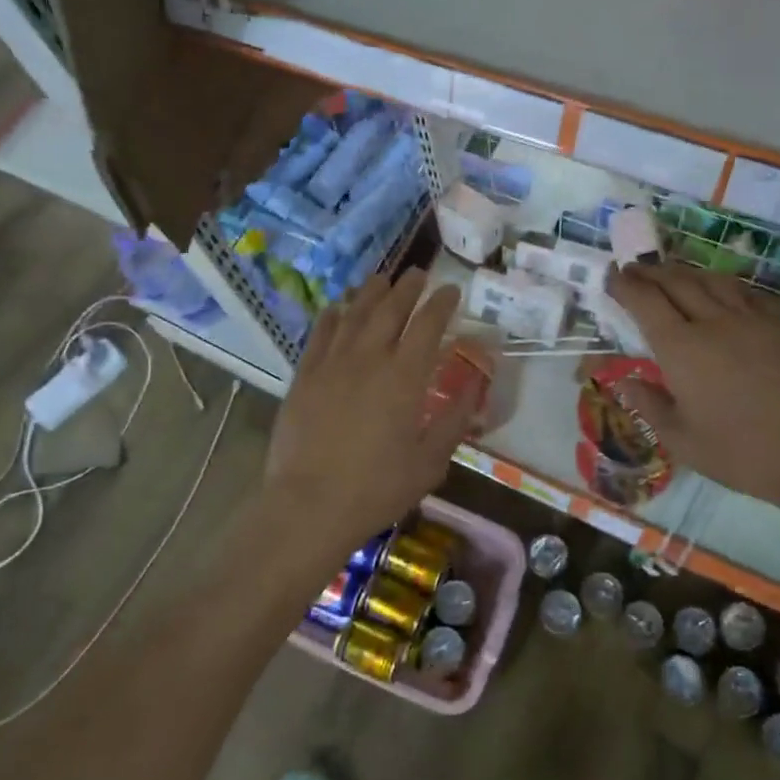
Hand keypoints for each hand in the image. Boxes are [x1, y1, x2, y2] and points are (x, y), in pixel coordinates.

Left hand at [262, 269, 474, 561]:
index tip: (451, 290)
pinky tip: (339, 307)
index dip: (441, 303)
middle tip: (418, 273)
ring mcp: (332, 363)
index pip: (428, 325)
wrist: (309, 505)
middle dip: (408, 287)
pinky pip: (321, 333)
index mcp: (405, 376)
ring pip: (354, 313)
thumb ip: (454, 420)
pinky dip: (333, 315)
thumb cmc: (377, 489)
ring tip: (383, 279)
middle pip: (391, 309)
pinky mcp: (305, 375)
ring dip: (371, 292)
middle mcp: (370, 358)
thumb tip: (474, 388)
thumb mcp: (430, 462)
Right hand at [606, 264, 779, 509]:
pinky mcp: (779, 329)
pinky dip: (722, 285)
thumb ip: (650, 405)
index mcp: (681, 348)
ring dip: (685, 272)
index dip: (625, 285)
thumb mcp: (682, 440)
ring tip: (672, 273)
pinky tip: (722, 292)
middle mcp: (713, 323)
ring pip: (711, 281)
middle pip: (677, 282)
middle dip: (651, 272)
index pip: (645, 302)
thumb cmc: (741, 452)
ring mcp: (750, 322)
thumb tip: (623, 381)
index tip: (611, 275)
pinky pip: (744, 294)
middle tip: (634, 268)